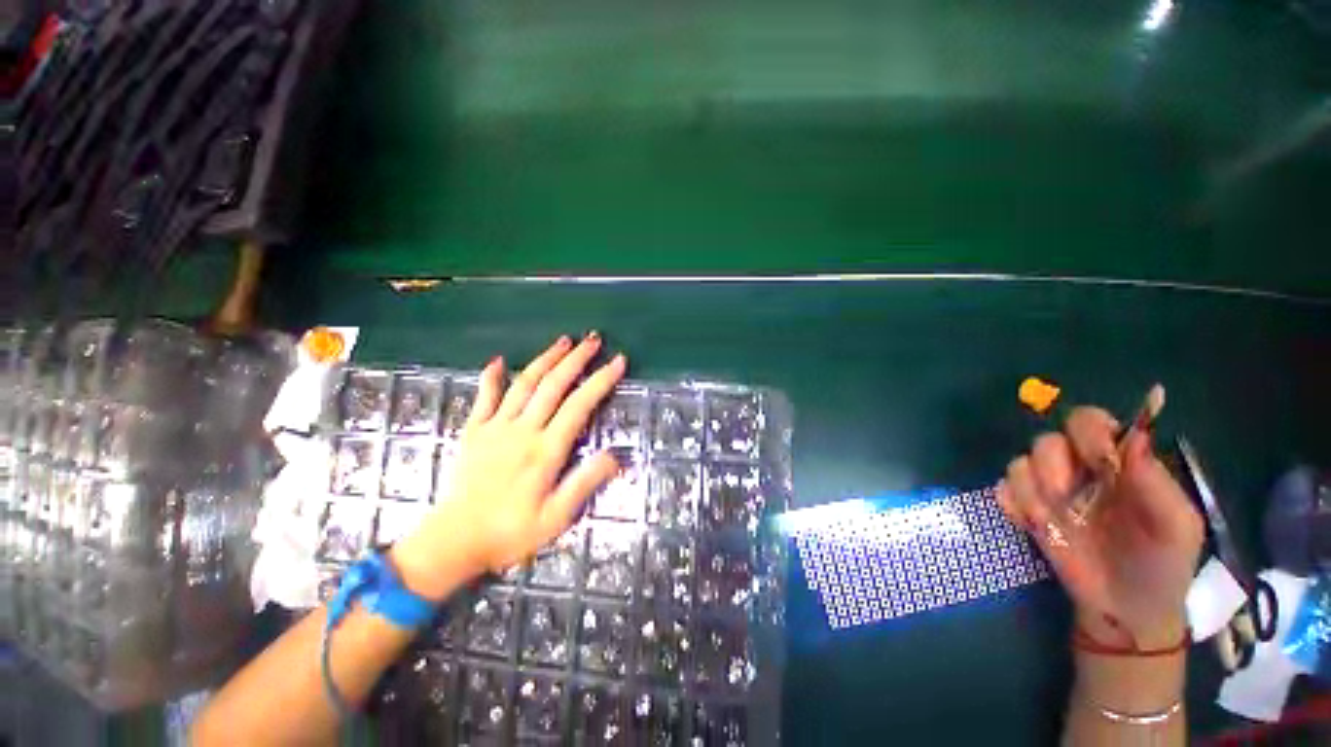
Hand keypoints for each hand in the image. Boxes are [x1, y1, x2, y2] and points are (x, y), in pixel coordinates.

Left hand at [393, 335, 625, 596]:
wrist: (453, 542)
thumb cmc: (510, 532)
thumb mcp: (556, 518)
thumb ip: (585, 483)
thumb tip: (616, 456)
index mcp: (546, 450)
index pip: (580, 405)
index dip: (601, 380)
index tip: (618, 361)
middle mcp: (523, 430)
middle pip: (553, 384)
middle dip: (576, 359)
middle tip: (593, 339)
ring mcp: (495, 427)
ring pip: (524, 383)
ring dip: (545, 359)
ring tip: (563, 340)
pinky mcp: (474, 431)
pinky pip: (484, 397)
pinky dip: (492, 377)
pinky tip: (498, 361)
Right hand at [997, 408, 1203, 647]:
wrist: (1127, 611)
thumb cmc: (1162, 564)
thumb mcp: (1177, 527)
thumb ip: (1156, 482)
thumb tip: (1134, 435)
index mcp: (1117, 464)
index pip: (1090, 422)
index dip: (1086, 433)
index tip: (1098, 462)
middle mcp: (1078, 470)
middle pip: (1047, 440)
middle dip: (1051, 462)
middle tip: (1064, 492)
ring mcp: (1049, 492)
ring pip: (1019, 463)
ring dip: (1030, 488)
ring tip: (1051, 520)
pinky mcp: (1027, 512)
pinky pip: (1003, 490)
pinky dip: (1012, 503)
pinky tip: (1033, 525)